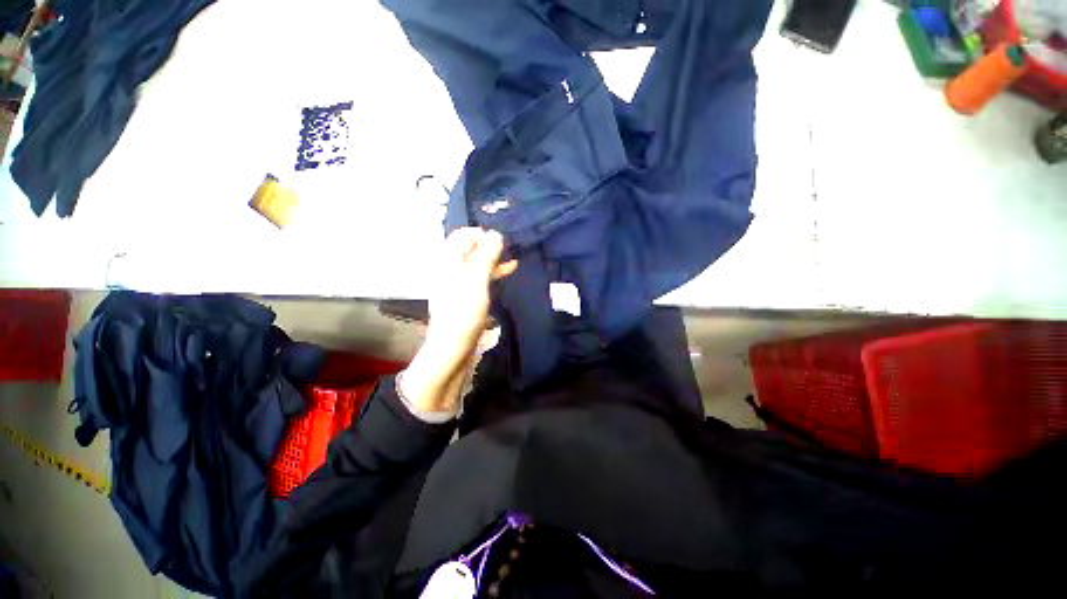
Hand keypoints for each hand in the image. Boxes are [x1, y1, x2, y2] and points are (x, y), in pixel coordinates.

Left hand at [400, 228, 517, 414]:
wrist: (453, 348)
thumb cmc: (464, 313)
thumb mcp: (477, 281)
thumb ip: (486, 256)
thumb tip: (496, 234)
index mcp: (448, 261)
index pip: (463, 235)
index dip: (482, 234)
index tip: (501, 241)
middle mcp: (450, 268)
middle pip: (470, 248)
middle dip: (490, 245)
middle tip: (510, 248)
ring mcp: (458, 282)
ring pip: (477, 262)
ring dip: (494, 258)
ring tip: (513, 257)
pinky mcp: (466, 295)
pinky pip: (479, 276)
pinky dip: (492, 272)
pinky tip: (508, 271)